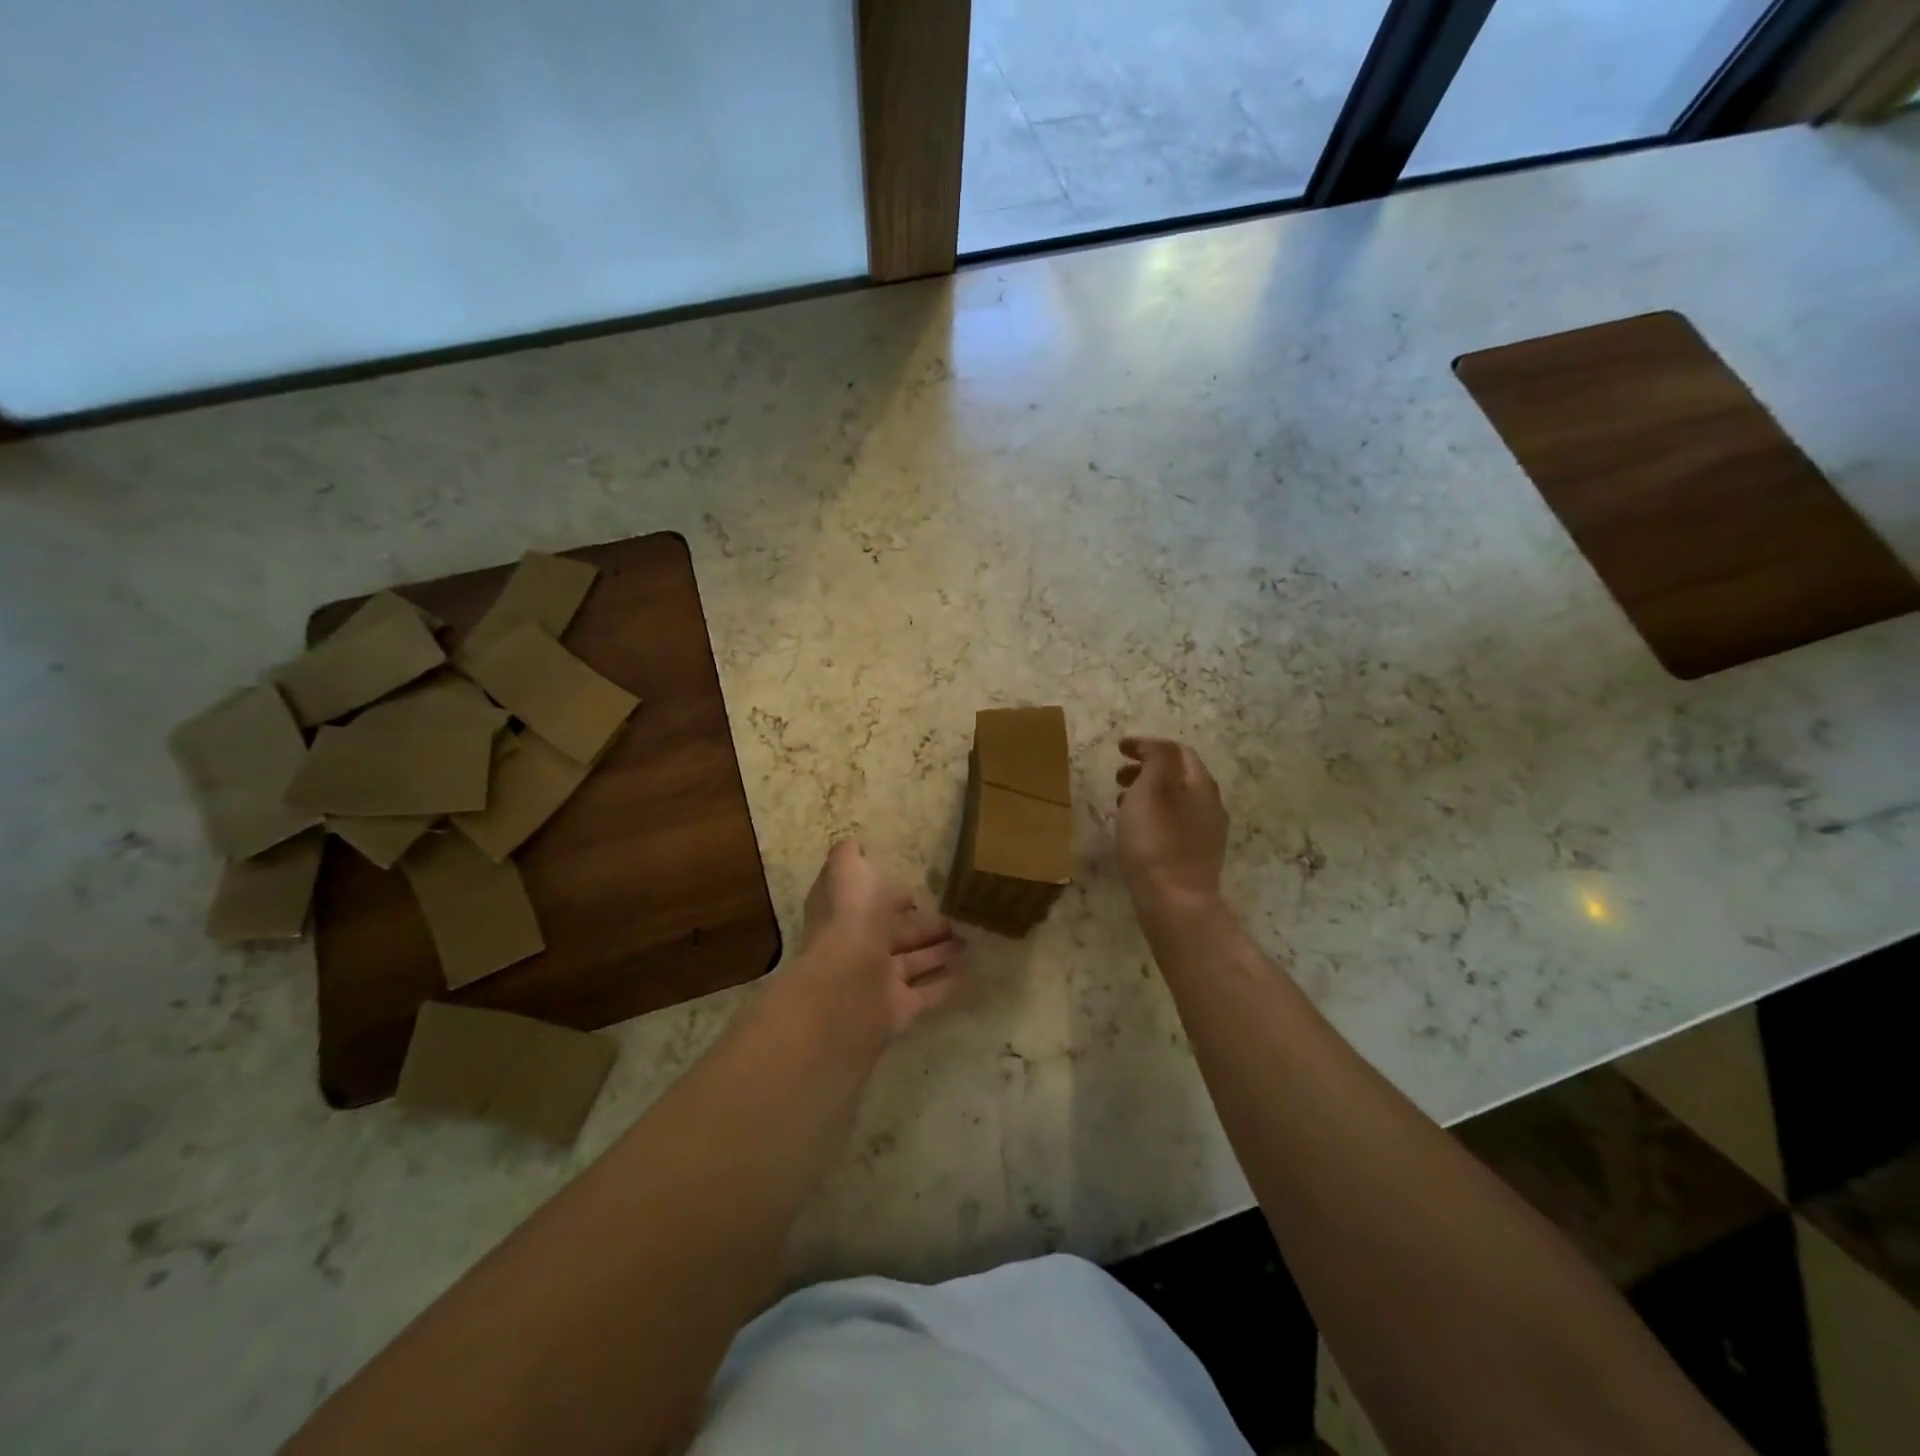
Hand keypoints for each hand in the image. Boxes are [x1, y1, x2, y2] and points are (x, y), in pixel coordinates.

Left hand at [789, 841, 967, 1042]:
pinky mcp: (900, 1010)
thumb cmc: (849, 920)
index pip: (872, 905)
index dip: (892, 898)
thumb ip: (847, 856)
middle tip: (955, 920)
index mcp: (848, 916)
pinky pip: (927, 994)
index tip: (916, 894)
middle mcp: (862, 948)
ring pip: (914, 964)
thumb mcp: (846, 871)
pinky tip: (968, 973)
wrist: (847, 985)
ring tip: (969, 942)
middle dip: (924, 927)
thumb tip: (853, 845)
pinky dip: (945, 984)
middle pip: (897, 936)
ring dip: (939, 953)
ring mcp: (880, 982)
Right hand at [1115, 737, 1227, 910]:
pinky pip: (1174, 824)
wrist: (1175, 903)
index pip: (1178, 751)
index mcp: (1201, 785)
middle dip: (1148, 769)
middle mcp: (1211, 805)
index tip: (1119, 749)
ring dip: (1148, 793)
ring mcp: (1206, 833)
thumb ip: (1156, 759)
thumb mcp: (1151, 789)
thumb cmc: (1156, 841)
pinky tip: (1136, 831)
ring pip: (1176, 801)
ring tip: (1121, 803)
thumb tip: (1153, 746)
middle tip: (1117, 776)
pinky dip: (1153, 816)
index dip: (1148, 745)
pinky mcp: (1197, 857)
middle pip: (1179, 776)